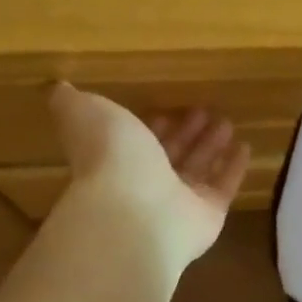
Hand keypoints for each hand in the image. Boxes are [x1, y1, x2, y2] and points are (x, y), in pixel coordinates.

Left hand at [48, 83, 249, 266]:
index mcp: (116, 159)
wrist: (133, 211)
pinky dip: (234, 168)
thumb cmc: (109, 157)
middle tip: (206, 110)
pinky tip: (246, 147)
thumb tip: (56, 86)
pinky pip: (224, 187)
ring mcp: (178, 203)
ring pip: (198, 169)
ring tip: (227, 122)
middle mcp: (146, 183)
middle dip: (186, 132)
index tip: (167, 107)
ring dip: (211, 145)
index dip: (151, 125)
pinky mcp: (207, 216)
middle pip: (171, 154)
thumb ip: (71, 101)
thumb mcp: (85, 113)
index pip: (137, 141)